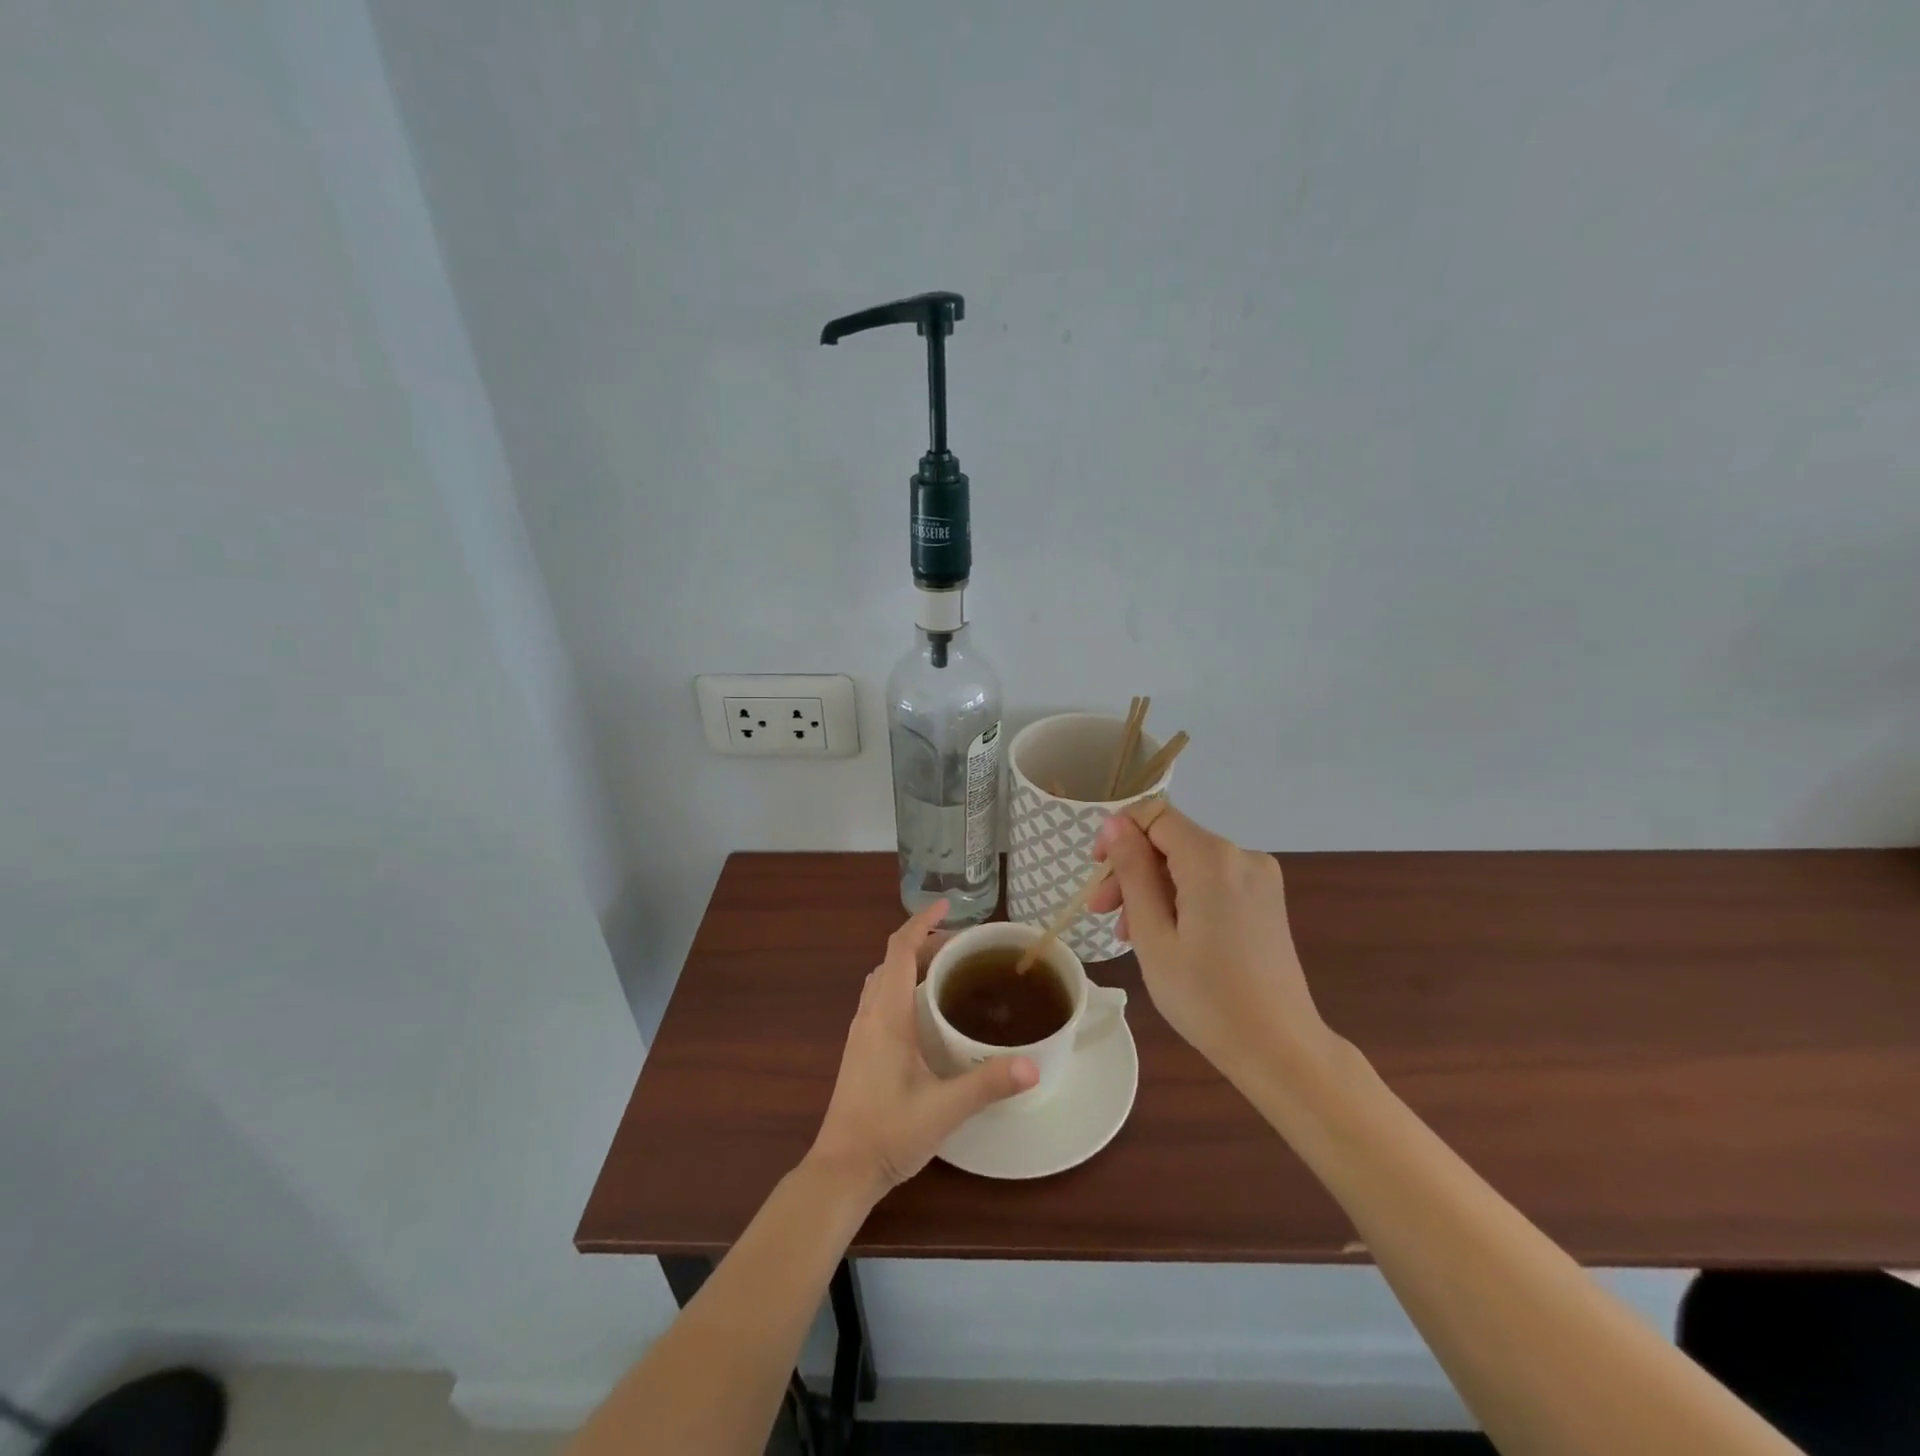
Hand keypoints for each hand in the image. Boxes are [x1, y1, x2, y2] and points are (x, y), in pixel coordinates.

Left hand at [807, 900, 1037, 1195]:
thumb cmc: (889, 1133)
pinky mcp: (861, 1049)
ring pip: (883, 978)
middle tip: (963, 945)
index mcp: (887, 1015)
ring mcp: (861, 1032)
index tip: (947, 906)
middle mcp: (870, 1014)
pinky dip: (903, 984)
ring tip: (948, 969)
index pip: (900, 950)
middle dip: (924, 942)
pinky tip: (927, 1010)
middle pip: (892, 959)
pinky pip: (881, 998)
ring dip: (911, 962)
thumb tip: (1034, 1065)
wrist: (841, 1170)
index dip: (922, 922)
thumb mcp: (944, 1109)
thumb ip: (988, 1084)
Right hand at [1088, 804, 1330, 1079]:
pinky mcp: (1265, 900)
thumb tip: (1115, 824)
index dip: (1119, 834)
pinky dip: (1181, 898)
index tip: (1096, 872)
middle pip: (1170, 841)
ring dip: (1152, 888)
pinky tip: (1165, 934)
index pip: (1155, 815)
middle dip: (1131, 869)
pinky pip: (1210, 881)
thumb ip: (1132, 871)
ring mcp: (1259, 878)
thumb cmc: (1205, 997)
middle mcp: (1242, 856)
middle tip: (1102, 914)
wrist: (1279, 1049)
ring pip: (1188, 863)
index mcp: (1213, 859)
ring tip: (1128, 934)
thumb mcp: (1153, 935)